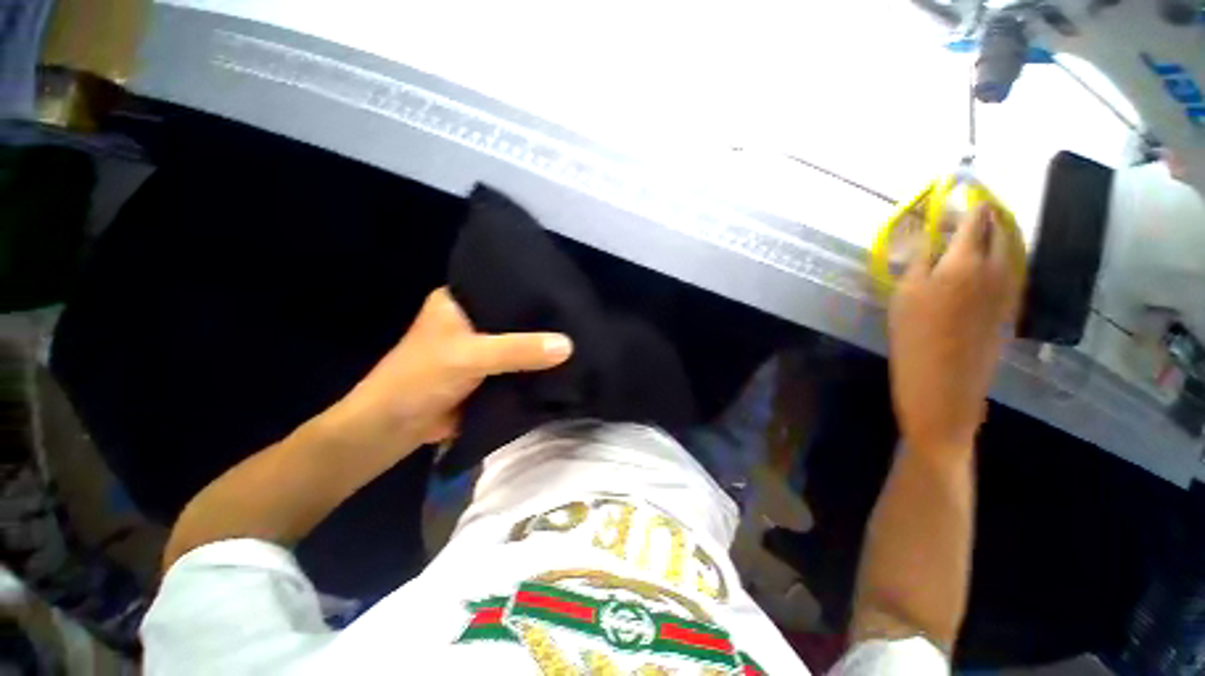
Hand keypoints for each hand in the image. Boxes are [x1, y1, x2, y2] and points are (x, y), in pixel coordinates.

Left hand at [325, 287, 572, 454]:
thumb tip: (568, 345)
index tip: (565, 288)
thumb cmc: (420, 379)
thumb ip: (518, 350)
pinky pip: (519, 364)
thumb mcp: (471, 357)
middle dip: (542, 318)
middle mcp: (472, 320)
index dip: (532, 286)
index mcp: (459, 301)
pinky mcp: (488, 372)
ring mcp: (481, 347)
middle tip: (578, 313)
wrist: (394, 429)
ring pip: (519, 341)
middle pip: (515, 315)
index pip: (503, 284)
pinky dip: (535, 365)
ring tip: (578, 334)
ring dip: (540, 344)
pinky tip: (562, 361)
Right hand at [888, 206, 1022, 454]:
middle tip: (966, 212)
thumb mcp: (905, 294)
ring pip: (1008, 250)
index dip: (970, 202)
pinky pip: (1007, 272)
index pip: (976, 219)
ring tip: (973, 234)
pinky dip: (996, 260)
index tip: (961, 189)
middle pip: (999, 230)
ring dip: (993, 236)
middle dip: (985, 216)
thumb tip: (930, 234)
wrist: (945, 386)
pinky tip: (978, 267)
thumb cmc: (914, 337)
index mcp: (967, 261)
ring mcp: (1007, 290)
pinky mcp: (1007, 308)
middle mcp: (996, 269)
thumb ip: (920, 260)